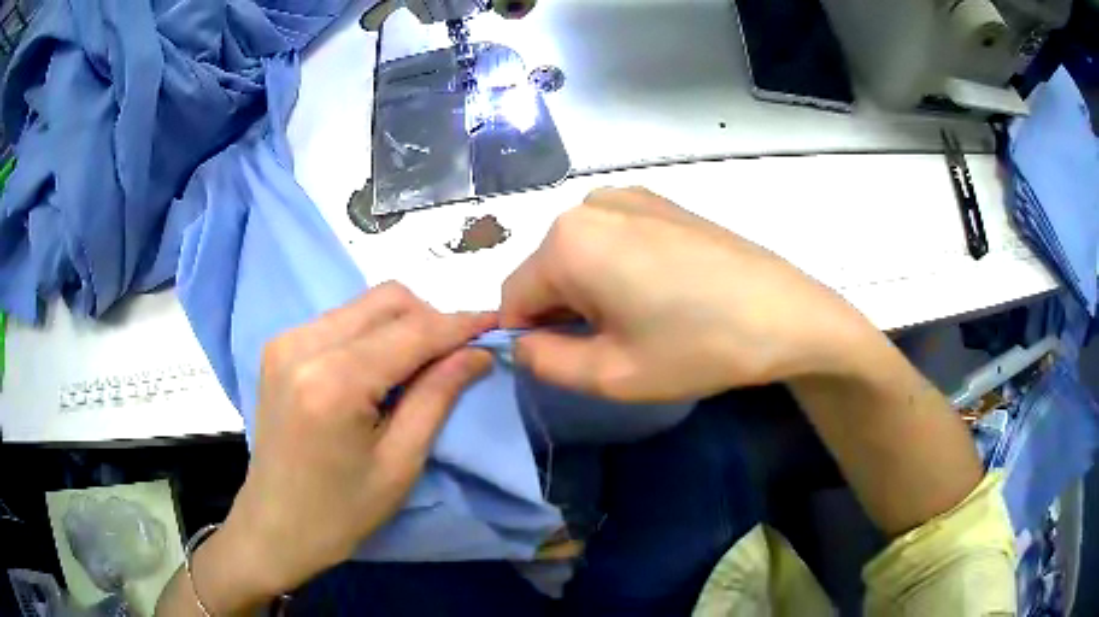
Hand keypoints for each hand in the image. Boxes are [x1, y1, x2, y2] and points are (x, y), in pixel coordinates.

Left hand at [199, 284, 493, 604]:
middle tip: (457, 354)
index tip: (497, 322)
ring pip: (363, 304)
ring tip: (421, 364)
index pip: (412, 331)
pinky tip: (380, 368)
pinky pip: (340, 319)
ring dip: (402, 323)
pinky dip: (371, 332)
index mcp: (334, 382)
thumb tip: (478, 353)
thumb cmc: (342, 511)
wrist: (274, 525)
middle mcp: (304, 345)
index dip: (460, 324)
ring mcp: (286, 340)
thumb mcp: (400, 463)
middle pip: (386, 299)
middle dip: (431, 318)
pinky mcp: (279, 346)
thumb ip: (438, 397)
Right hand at [500, 187, 876, 400]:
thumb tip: (520, 343)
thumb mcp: (610, 375)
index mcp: (567, 241)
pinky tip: (659, 290)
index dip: (531, 338)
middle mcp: (589, 205)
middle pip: (546, 271)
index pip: (513, 297)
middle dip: (563, 312)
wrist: (785, 314)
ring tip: (641, 320)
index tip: (568, 362)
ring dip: (590, 291)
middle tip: (613, 347)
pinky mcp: (659, 201)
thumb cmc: (697, 347)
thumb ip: (544, 362)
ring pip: (578, 254)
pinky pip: (610, 238)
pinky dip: (615, 268)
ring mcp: (628, 195)